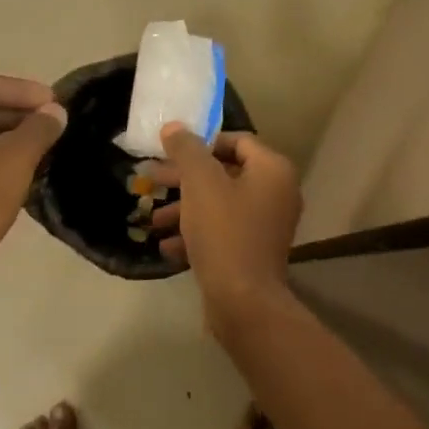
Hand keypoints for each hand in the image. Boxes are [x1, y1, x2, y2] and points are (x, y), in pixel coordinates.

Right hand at [153, 125, 301, 334]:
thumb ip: (187, 149)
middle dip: (185, 178)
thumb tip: (175, 127)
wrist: (243, 301)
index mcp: (272, 170)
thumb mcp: (200, 183)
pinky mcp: (254, 252)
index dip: (202, 142)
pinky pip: (223, 232)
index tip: (171, 151)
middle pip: (225, 173)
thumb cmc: (224, 232)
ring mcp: (267, 225)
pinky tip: (167, 247)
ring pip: (220, 205)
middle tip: (152, 180)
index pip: (237, 141)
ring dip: (185, 209)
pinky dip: (197, 234)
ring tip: (153, 220)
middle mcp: (277, 193)